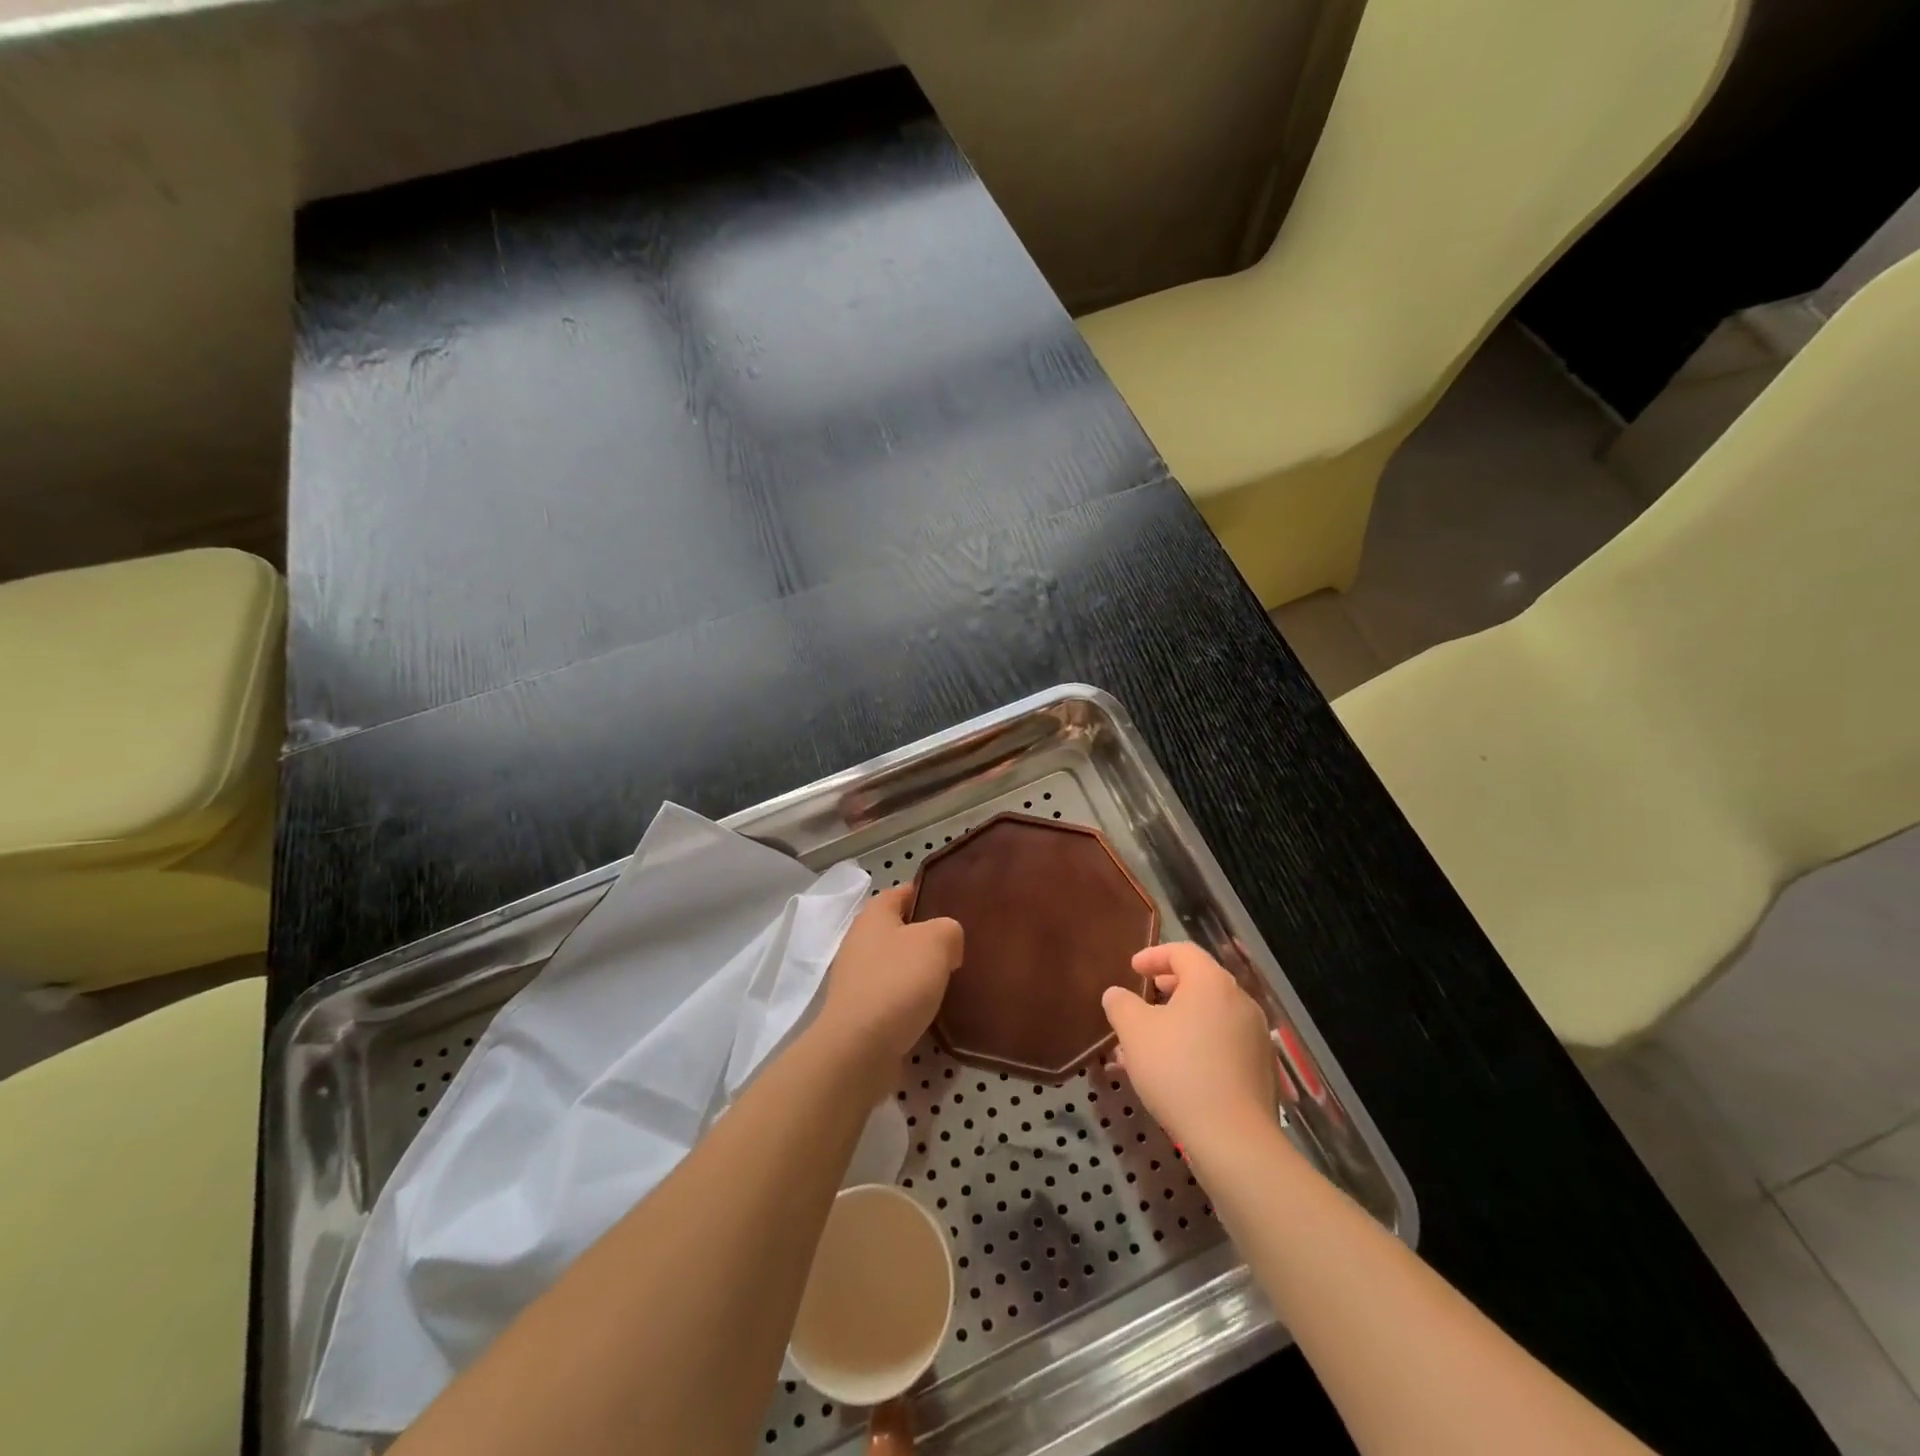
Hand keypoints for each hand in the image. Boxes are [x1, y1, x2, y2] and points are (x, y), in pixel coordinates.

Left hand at [817, 886, 962, 1069]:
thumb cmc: (897, 982)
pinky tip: (933, 1012)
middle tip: (960, 948)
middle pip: (900, 930)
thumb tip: (947, 946)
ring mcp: (857, 979)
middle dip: (927, 938)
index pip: (902, 892)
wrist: (859, 1049)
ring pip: (897, 966)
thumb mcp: (937, 941)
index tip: (956, 905)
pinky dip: (911, 1002)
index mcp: (874, 916)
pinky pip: (893, 997)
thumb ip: (950, 930)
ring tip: (952, 981)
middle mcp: (860, 942)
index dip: (927, 894)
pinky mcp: (860, 1013)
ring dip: (920, 973)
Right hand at [1101, 942, 1278, 1152]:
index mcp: (1212, 983)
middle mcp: (1240, 1002)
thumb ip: (1121, 1005)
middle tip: (1146, 998)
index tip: (1133, 969)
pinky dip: (1199, 1044)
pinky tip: (1177, 1071)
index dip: (1154, 955)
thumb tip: (1116, 994)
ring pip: (1212, 1016)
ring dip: (1182, 1020)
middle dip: (1169, 988)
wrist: (1233, 1139)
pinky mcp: (1262, 1070)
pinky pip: (1224, 1043)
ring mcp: (1256, 1037)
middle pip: (1202, 982)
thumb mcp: (1134, 1032)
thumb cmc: (1178, 1070)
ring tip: (1154, 1041)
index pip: (1183, 952)